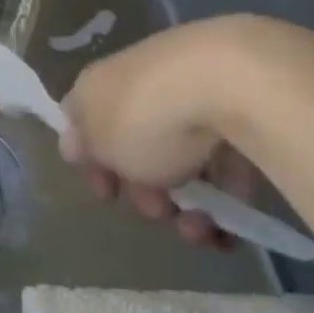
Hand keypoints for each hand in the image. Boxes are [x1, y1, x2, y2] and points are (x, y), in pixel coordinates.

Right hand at [61, 16, 313, 247]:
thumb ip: (86, 148)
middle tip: (158, 211)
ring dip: (188, 208)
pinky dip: (226, 198)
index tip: (108, 195)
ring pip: (183, 160)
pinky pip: (225, 162)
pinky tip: (230, 228)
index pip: (82, 122)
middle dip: (146, 193)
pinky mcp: (237, 110)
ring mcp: (189, 94)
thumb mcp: (100, 143)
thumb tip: (77, 145)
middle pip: (136, 146)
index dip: (91, 163)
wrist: (226, 80)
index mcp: (97, 86)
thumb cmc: (145, 117)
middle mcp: (139, 84)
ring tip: (202, 231)